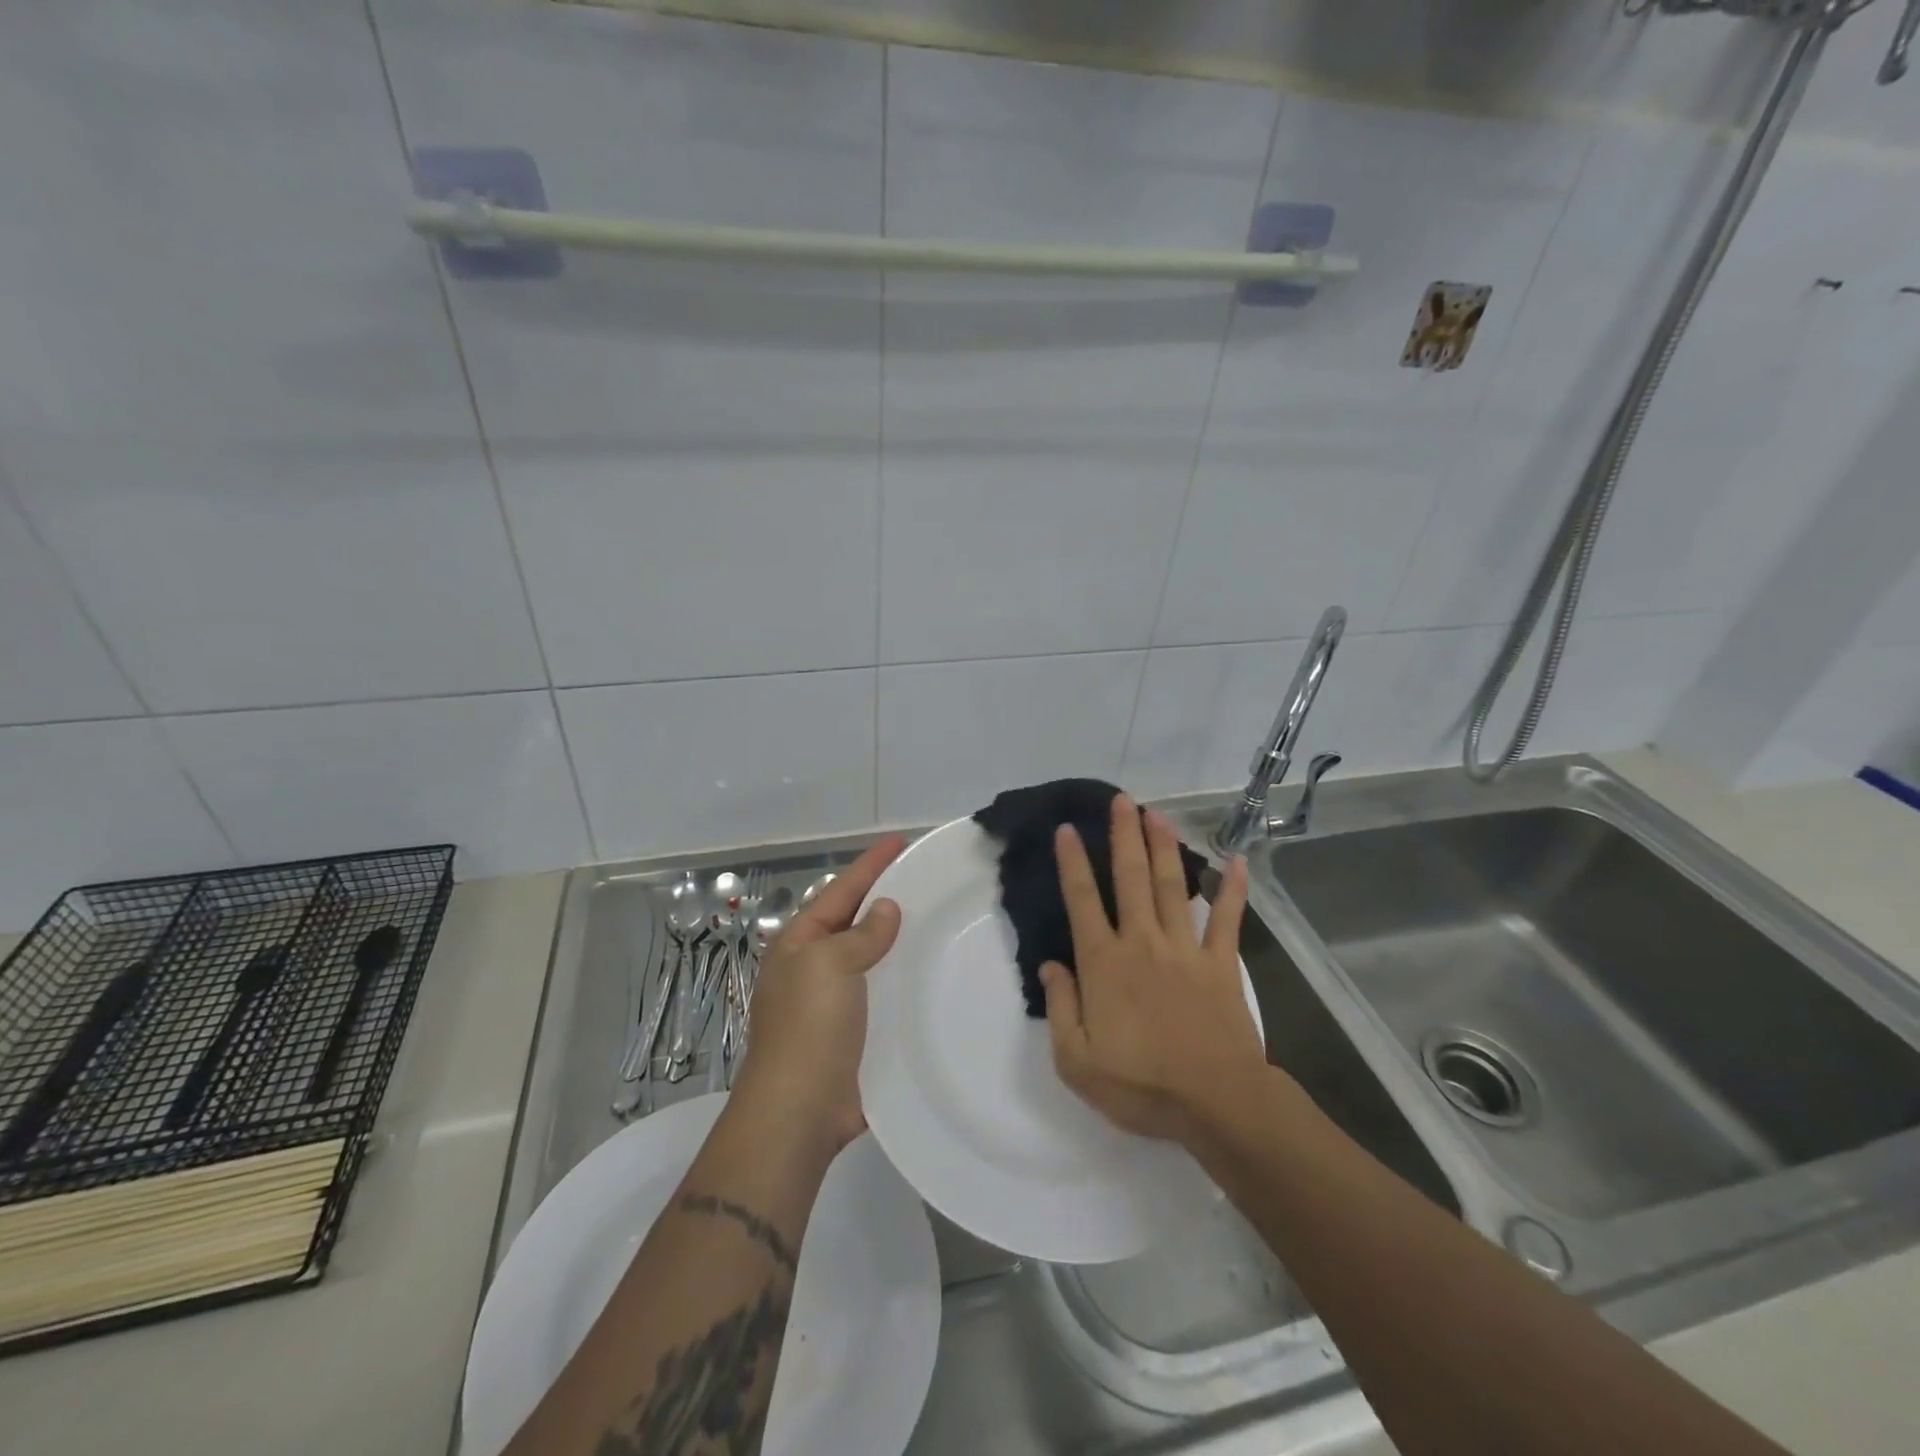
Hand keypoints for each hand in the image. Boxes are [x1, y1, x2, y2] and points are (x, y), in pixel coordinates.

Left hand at [730, 836, 905, 1152]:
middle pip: (856, 922)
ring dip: (900, 941)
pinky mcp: (858, 1033)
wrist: (799, 1111)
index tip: (900, 842)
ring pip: (874, 958)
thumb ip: (862, 934)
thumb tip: (886, 909)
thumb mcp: (830, 965)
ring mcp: (836, 1002)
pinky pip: (885, 994)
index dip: (870, 866)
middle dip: (887, 899)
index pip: (840, 891)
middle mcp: (815, 967)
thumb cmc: (809, 1027)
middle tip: (928, 879)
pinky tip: (935, 973)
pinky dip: (906, 980)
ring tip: (939, 920)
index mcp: (800, 943)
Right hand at [1040, 796, 1267, 1142]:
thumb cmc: (1140, 1084)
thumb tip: (1050, 965)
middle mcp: (1142, 942)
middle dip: (1124, 836)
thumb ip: (1060, 1007)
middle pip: (1130, 878)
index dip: (1073, 862)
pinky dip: (1232, 889)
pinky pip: (1227, 919)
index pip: (1082, 901)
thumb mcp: (1076, 1061)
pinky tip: (1236, 861)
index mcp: (1104, 963)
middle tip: (1121, 800)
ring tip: (1156, 814)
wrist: (1215, 1103)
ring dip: (1164, 847)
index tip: (1068, 829)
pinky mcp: (1220, 964)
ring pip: (1170, 886)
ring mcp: (1185, 949)